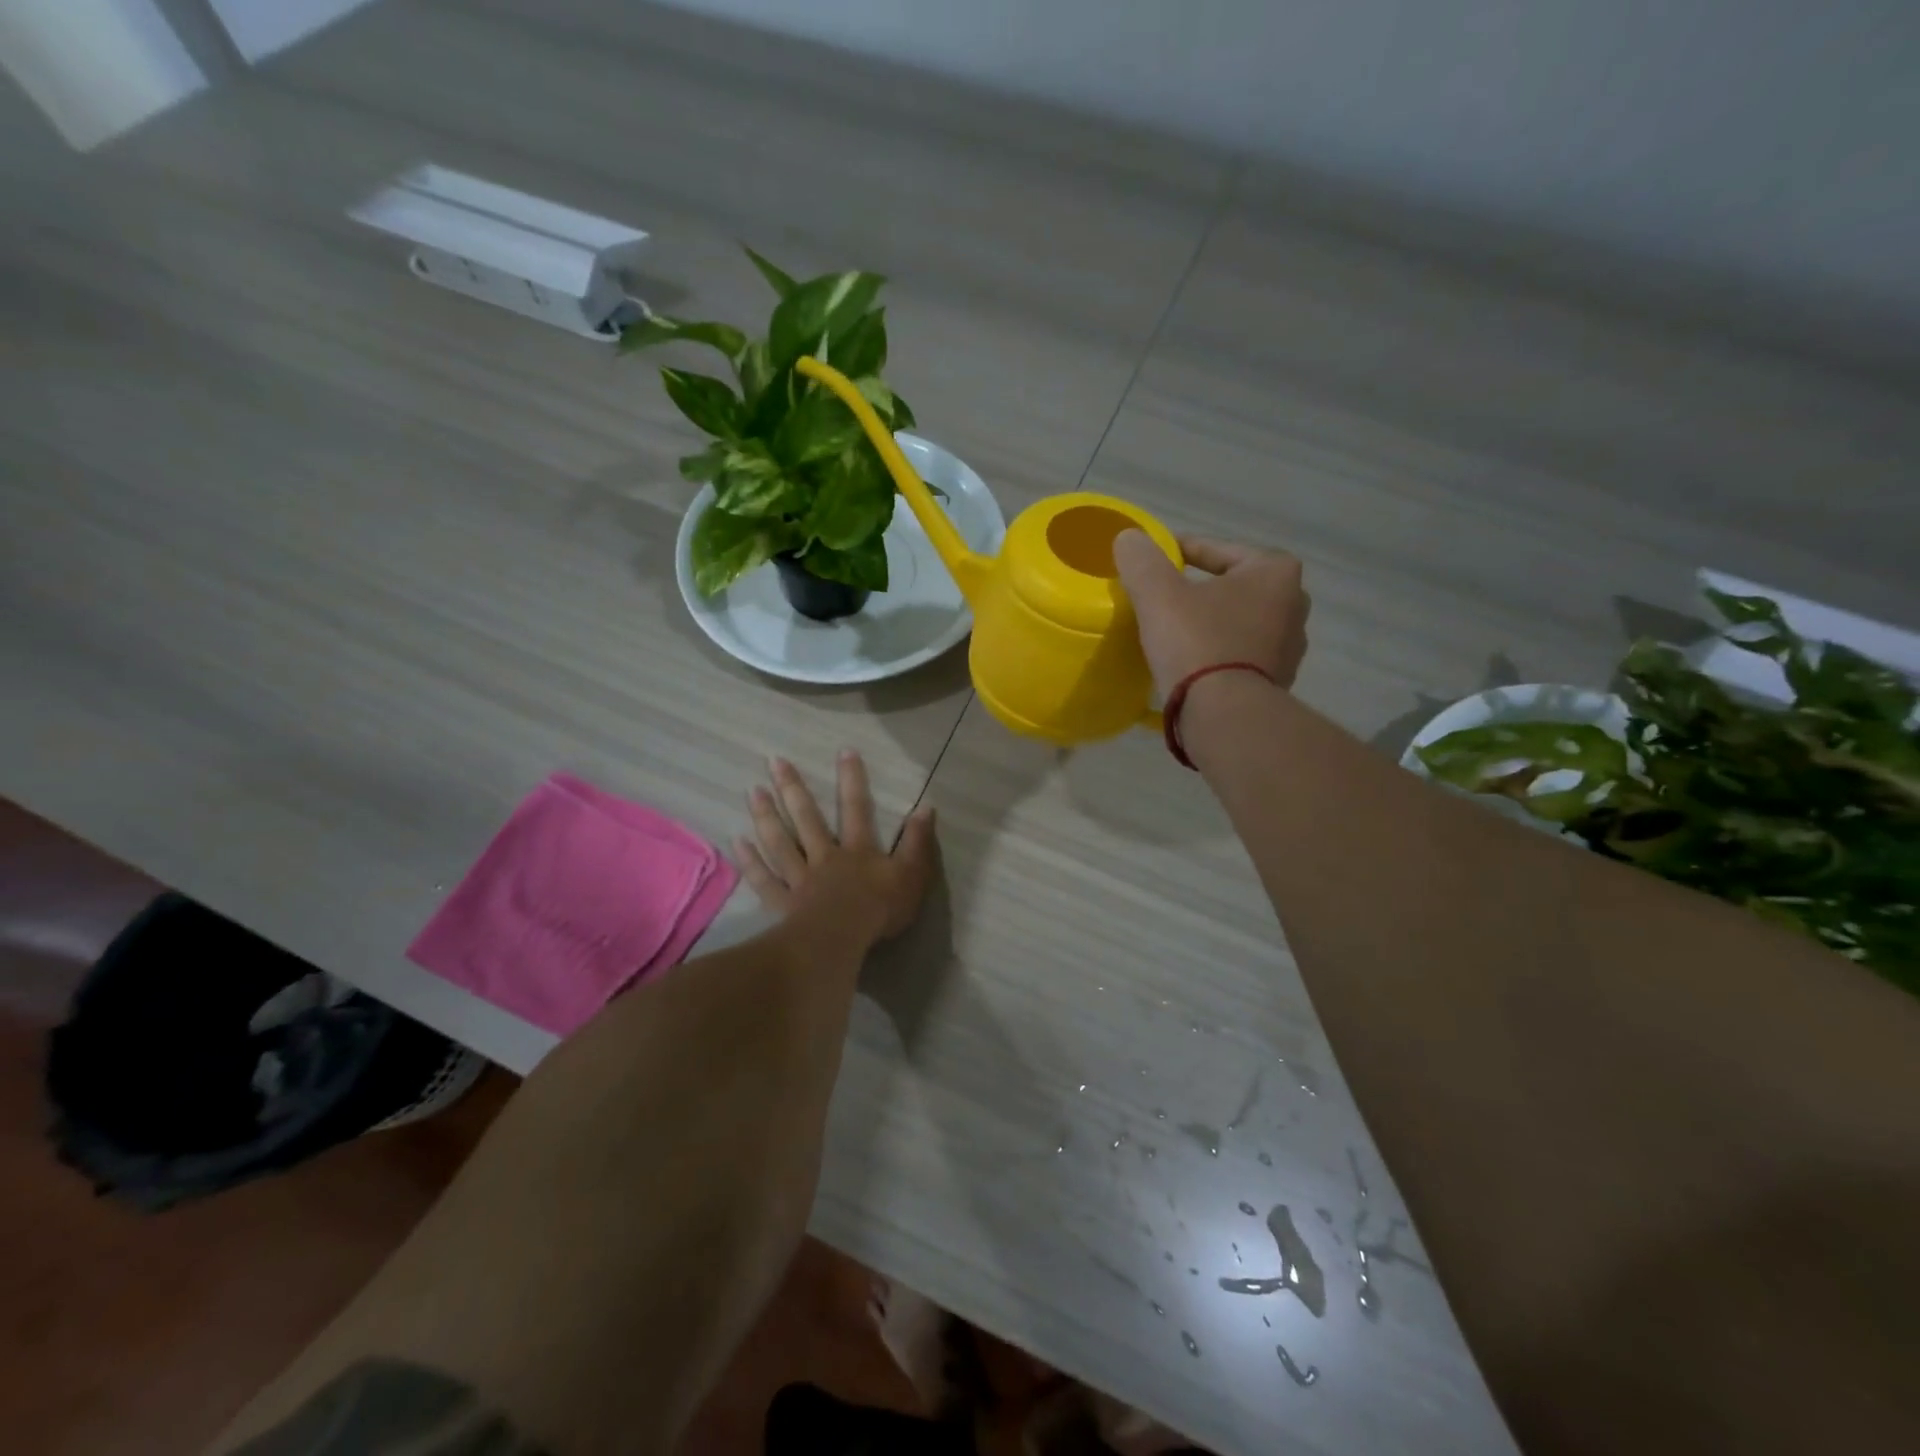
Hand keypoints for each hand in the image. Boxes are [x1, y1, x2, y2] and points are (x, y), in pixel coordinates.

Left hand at [735, 751, 936, 947]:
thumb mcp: (912, 875)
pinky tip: (738, 842)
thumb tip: (926, 807)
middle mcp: (825, 856)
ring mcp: (800, 879)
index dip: (852, 780)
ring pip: (780, 842)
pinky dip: (751, 861)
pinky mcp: (784, 903)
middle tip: (774, 761)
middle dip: (792, 788)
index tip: (844, 751)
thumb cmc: (879, 910)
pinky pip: (764, 879)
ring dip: (767, 816)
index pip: (856, 808)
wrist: (840, 941)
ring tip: (753, 791)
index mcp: (857, 850)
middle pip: (807, 818)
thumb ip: (918, 842)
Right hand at [1113, 531, 1309, 694]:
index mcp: (1275, 571)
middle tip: (1165, 598)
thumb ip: (1142, 559)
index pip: (1218, 551)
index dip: (1181, 552)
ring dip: (1211, 623)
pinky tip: (1192, 663)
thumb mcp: (1158, 593)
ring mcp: (1290, 647)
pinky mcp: (1277, 682)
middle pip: (1233, 587)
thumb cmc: (1196, 642)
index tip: (1156, 562)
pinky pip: (1241, 656)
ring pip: (1239, 622)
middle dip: (1202, 590)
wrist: (1224, 714)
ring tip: (1176, 633)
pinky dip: (1219, 653)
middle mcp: (1294, 604)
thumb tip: (1129, 538)